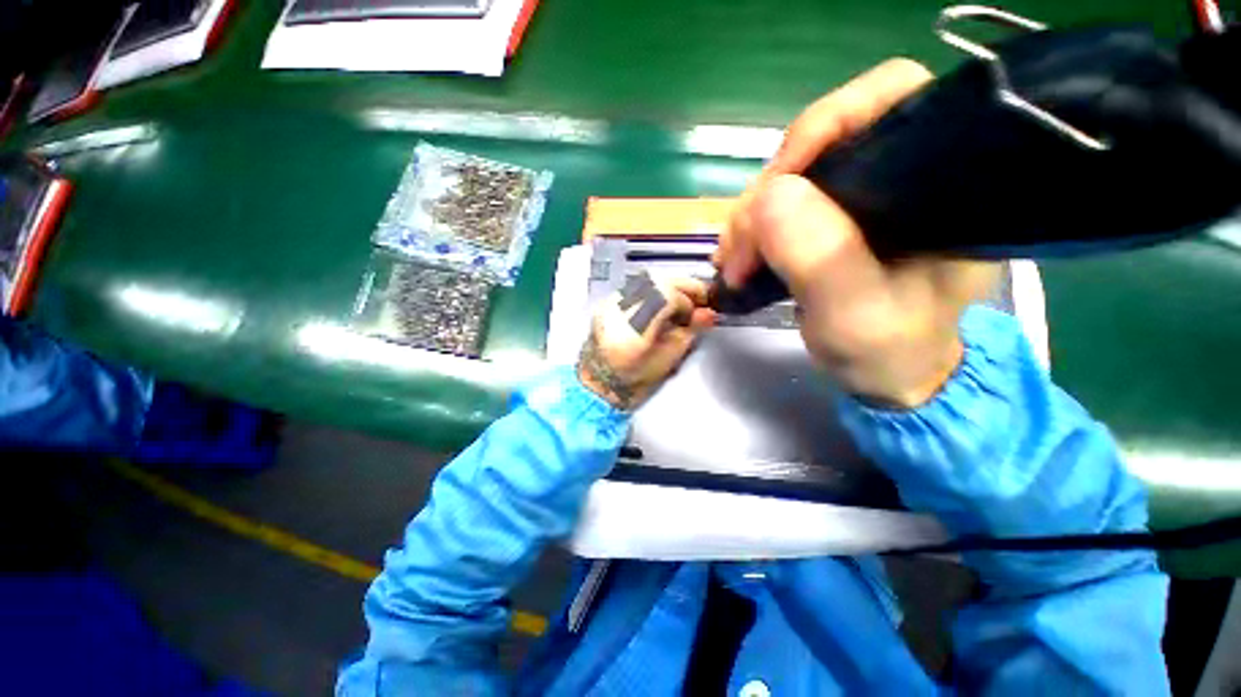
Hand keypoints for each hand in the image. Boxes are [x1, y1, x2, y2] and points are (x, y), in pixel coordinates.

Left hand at [577, 275, 715, 409]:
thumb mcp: (668, 359)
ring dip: (669, 286)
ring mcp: (610, 302)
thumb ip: (689, 332)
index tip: (696, 314)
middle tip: (697, 299)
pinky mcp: (608, 300)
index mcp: (634, 328)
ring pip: (646, 279)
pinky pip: (636, 285)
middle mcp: (619, 308)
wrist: (599, 380)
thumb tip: (709, 314)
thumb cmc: (636, 378)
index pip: (666, 295)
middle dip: (683, 286)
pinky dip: (654, 290)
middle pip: (657, 280)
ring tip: (679, 303)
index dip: (687, 301)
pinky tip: (660, 304)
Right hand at [714, 59, 1000, 407]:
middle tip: (739, 251)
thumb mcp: (857, 316)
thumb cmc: (890, 352)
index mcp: (940, 183)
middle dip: (768, 193)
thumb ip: (822, 258)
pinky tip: (739, 257)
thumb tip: (771, 195)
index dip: (827, 124)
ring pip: (791, 177)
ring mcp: (862, 197)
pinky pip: (781, 204)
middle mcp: (901, 175)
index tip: (778, 181)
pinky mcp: (833, 218)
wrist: (889, 375)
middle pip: (822, 142)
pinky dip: (751, 229)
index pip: (891, 100)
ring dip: (750, 218)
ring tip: (733, 264)